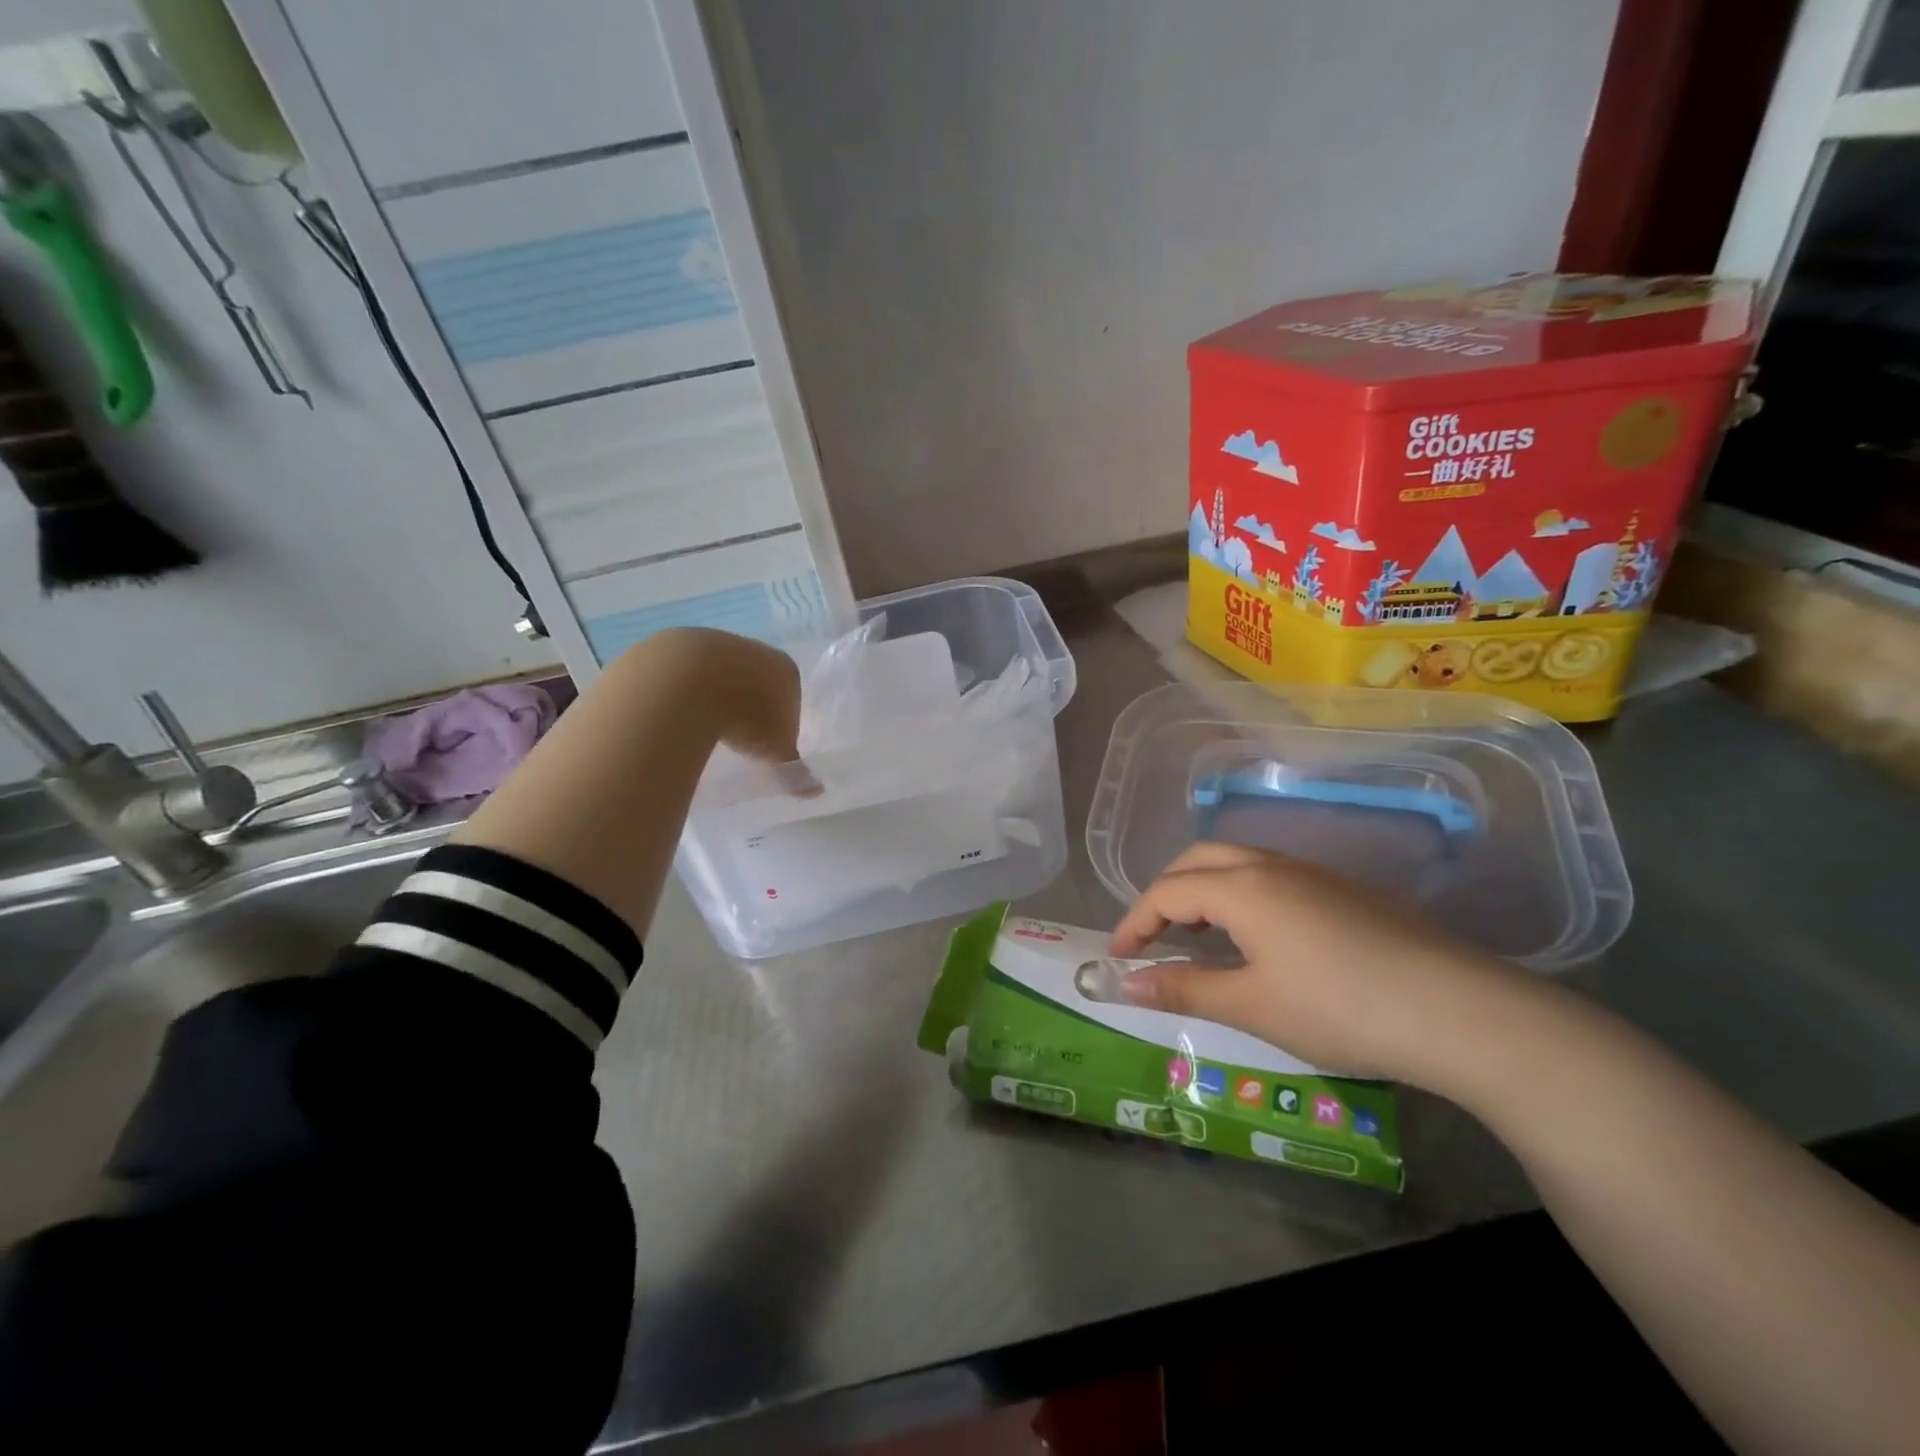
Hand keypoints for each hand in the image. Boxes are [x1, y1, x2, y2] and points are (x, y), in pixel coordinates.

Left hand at [640, 627, 806, 769]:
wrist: (687, 683)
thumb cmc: (746, 716)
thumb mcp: (776, 751)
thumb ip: (794, 770)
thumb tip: (816, 792)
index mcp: (784, 669)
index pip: (790, 694)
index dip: (781, 720)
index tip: (767, 742)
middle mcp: (753, 650)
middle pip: (755, 680)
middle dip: (748, 705)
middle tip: (736, 736)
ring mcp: (712, 643)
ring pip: (718, 674)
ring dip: (714, 697)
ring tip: (703, 728)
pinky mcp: (675, 645)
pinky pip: (684, 674)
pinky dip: (683, 693)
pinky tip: (676, 714)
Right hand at [1112, 842, 1539, 1089]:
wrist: (1459, 1011)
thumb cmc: (1340, 1009)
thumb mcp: (1252, 1006)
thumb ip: (1183, 989)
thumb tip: (1123, 983)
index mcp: (1242, 887)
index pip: (1167, 892)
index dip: (1135, 922)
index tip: (1118, 957)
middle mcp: (1272, 866)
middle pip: (1199, 860)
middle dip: (1165, 892)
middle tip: (1152, 935)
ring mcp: (1314, 874)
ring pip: (1239, 863)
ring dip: (1204, 889)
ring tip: (1198, 935)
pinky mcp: (1346, 891)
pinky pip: (1272, 876)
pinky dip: (1241, 895)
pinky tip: (1259, 937)